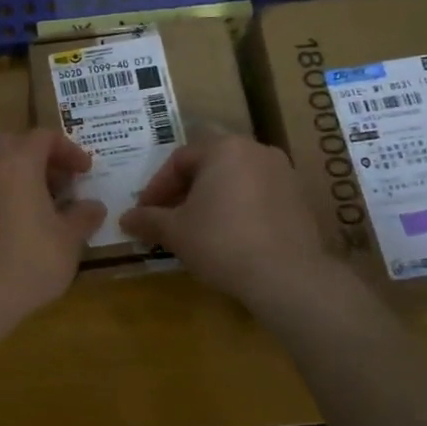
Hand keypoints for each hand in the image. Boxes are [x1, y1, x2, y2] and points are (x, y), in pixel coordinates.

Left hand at [0, 130, 104, 323]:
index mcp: (18, 161)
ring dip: (21, 171)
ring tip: (45, 199)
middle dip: (42, 156)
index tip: (85, 172)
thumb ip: (83, 216)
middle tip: (63, 180)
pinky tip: (23, 217)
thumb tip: (94, 206)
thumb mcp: (69, 238)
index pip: (44, 137)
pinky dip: (5, 188)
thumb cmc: (32, 258)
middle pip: (16, 143)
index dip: (69, 150)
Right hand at [120, 134, 347, 316]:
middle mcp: (256, 151)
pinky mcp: (300, 200)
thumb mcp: (175, 231)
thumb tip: (125, 219)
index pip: (179, 160)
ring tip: (196, 228)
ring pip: (235, 180)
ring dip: (212, 200)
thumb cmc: (221, 241)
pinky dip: (239, 210)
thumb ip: (148, 219)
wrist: (287, 277)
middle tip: (168, 218)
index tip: (145, 212)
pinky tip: (229, 237)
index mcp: (224, 148)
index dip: (157, 187)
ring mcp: (284, 174)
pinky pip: (258, 197)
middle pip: (209, 166)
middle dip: (184, 191)